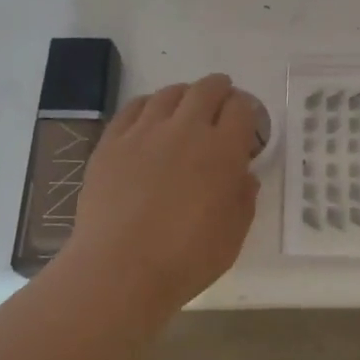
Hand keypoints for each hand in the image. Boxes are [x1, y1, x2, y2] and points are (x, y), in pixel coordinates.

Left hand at [61, 73, 258, 309]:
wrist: (120, 270)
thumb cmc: (186, 259)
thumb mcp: (233, 235)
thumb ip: (243, 198)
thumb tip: (243, 175)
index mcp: (223, 151)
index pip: (242, 108)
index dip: (246, 110)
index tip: (245, 122)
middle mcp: (186, 129)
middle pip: (207, 89)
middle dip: (220, 90)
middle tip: (220, 102)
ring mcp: (145, 132)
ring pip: (169, 93)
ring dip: (184, 95)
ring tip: (185, 108)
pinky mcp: (112, 141)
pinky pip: (133, 108)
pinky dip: (148, 106)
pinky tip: (149, 118)